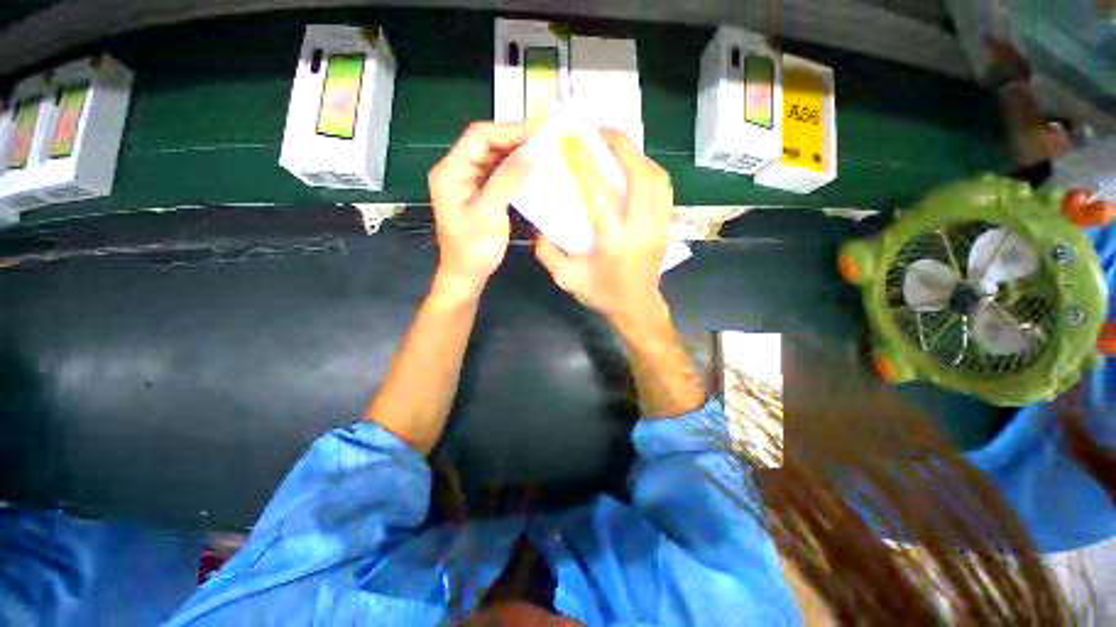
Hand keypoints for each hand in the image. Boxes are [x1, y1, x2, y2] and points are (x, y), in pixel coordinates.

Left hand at [428, 122, 533, 300]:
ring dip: (517, 155)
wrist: (466, 276)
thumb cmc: (474, 250)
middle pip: (486, 144)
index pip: (479, 137)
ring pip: (494, 158)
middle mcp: (457, 172)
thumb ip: (507, 180)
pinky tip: (532, 172)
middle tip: (545, 140)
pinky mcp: (479, 195)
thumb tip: (530, 153)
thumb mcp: (490, 214)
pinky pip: (497, 175)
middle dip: (515, 140)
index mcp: (451, 172)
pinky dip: (515, 171)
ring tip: (543, 153)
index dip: (509, 130)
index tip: (538, 131)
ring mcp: (468, 184)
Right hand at [534, 128, 673, 322]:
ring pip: (659, 179)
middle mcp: (642, 228)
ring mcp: (659, 226)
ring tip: (621, 148)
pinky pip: (664, 191)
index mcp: (615, 240)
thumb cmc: (602, 294)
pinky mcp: (667, 228)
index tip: (574, 141)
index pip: (600, 194)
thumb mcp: (566, 278)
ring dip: (640, 157)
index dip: (586, 164)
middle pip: (641, 176)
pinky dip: (650, 173)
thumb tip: (538, 225)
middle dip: (624, 146)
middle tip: (604, 132)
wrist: (636, 308)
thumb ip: (547, 251)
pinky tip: (636, 171)